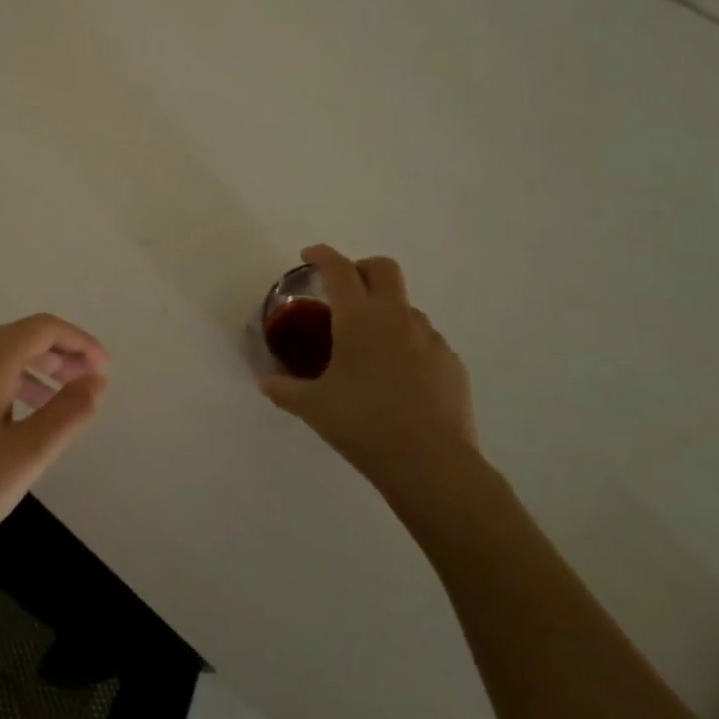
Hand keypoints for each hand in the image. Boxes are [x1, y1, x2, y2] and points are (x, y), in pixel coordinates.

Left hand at [0, 314, 108, 607]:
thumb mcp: (27, 456)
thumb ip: (68, 412)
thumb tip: (95, 381)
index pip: (41, 328)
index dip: (78, 342)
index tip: (103, 369)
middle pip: (10, 340)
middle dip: (52, 358)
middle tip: (83, 385)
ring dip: (20, 376)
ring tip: (45, 408)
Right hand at [261, 244, 475, 487]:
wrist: (431, 463)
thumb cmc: (363, 424)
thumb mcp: (313, 407)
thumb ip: (285, 390)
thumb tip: (266, 383)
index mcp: (359, 318)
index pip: (339, 269)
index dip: (322, 255)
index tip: (308, 256)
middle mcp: (396, 317)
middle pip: (383, 269)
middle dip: (360, 268)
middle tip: (343, 288)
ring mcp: (430, 338)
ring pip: (405, 306)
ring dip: (384, 311)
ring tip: (368, 345)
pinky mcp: (451, 363)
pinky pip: (424, 339)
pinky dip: (406, 343)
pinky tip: (397, 376)